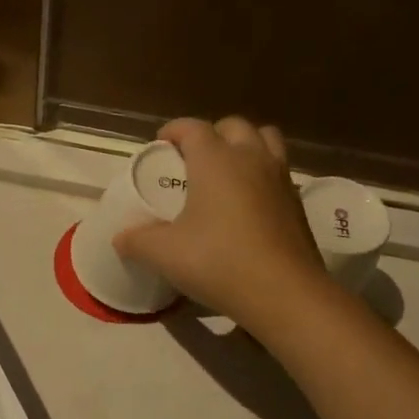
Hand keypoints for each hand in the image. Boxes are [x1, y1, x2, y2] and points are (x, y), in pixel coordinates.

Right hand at [114, 116, 324, 328]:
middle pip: (233, 126)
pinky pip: (279, 172)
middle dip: (211, 134)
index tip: (161, 143)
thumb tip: (120, 238)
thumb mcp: (164, 254)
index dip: (174, 130)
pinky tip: (250, 203)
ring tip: (228, 171)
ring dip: (245, 146)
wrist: (283, 292)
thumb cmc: (217, 262)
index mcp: (216, 160)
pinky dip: (263, 175)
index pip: (193, 128)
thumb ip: (137, 241)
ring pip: (265, 140)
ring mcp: (280, 178)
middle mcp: (250, 158)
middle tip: (194, 159)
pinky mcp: (297, 203)